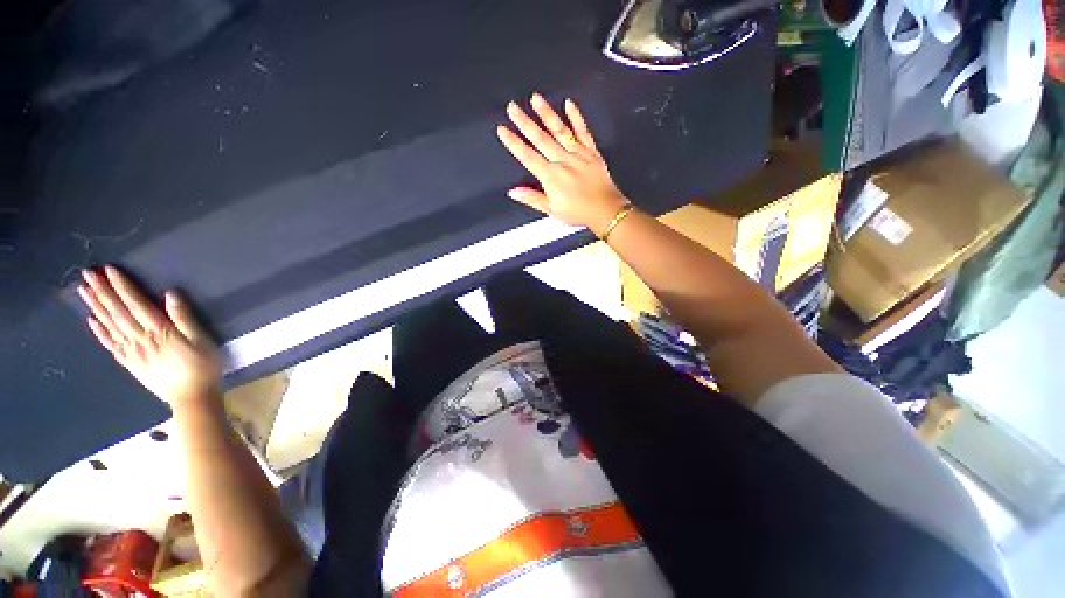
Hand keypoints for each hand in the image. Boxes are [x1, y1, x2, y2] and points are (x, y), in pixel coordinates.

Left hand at [78, 266, 221, 410]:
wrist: (192, 397)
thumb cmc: (203, 366)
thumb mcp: (202, 340)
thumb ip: (185, 318)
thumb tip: (171, 295)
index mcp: (159, 331)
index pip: (136, 305)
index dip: (122, 287)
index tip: (109, 270)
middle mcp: (140, 339)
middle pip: (118, 313)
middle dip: (103, 293)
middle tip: (87, 275)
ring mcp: (133, 352)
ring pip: (110, 326)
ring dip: (97, 308)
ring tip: (85, 291)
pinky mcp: (131, 363)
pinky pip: (111, 345)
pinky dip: (100, 332)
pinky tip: (92, 322)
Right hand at [496, 94, 630, 235]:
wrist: (605, 210)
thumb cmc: (578, 212)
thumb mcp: (552, 210)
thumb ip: (532, 198)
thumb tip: (513, 191)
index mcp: (551, 176)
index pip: (528, 157)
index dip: (514, 143)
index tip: (502, 130)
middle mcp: (562, 161)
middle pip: (540, 139)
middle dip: (525, 122)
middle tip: (512, 107)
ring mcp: (578, 154)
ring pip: (559, 130)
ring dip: (547, 114)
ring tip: (536, 98)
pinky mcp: (592, 151)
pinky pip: (583, 131)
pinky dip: (576, 117)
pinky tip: (568, 104)